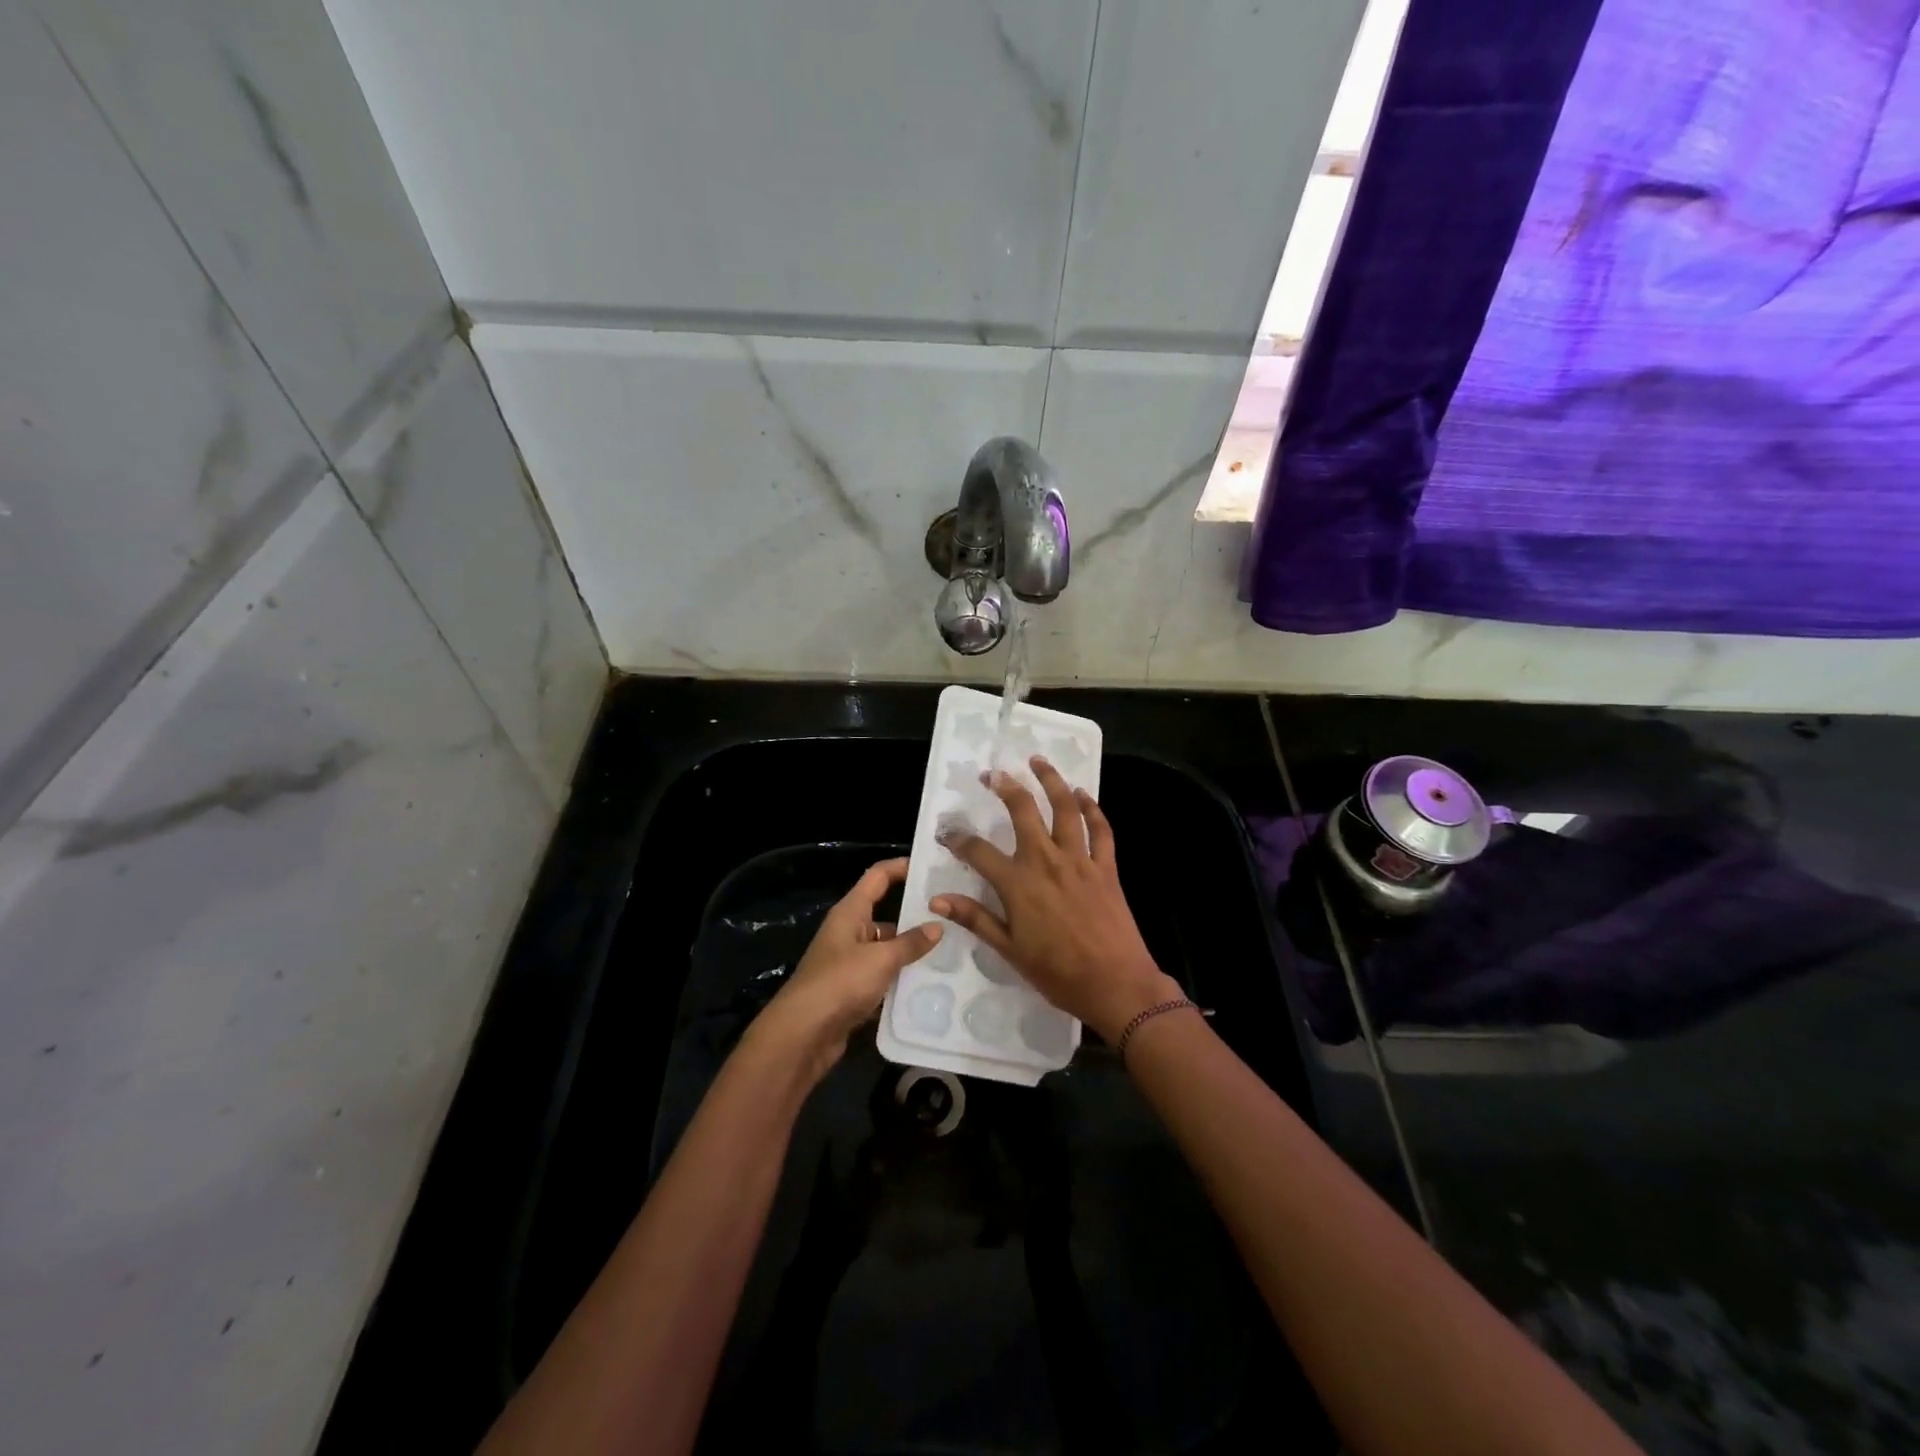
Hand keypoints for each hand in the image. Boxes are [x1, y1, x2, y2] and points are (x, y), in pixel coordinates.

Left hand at [756, 858, 941, 1082]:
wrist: (803, 1035)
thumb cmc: (840, 983)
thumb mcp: (881, 959)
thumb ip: (910, 943)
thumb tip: (937, 926)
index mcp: (850, 912)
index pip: (878, 876)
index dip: (901, 867)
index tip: (931, 867)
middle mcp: (849, 931)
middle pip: (886, 914)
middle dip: (916, 916)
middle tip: (953, 917)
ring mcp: (849, 962)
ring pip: (887, 949)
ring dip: (911, 952)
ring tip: (951, 952)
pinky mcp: (852, 990)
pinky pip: (883, 977)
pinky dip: (901, 979)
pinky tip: (929, 985)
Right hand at [930, 758, 1181, 1043]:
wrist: (1115, 984)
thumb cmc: (1057, 973)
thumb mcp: (1009, 950)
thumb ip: (975, 919)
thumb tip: (937, 899)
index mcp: (1018, 884)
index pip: (978, 851)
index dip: (958, 839)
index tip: (946, 832)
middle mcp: (1046, 861)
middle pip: (1023, 811)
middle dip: (1006, 787)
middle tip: (993, 773)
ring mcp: (1079, 860)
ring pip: (1065, 808)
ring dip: (1051, 781)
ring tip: (1038, 761)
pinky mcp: (1106, 867)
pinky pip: (1101, 830)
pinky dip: (1093, 808)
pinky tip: (1083, 793)